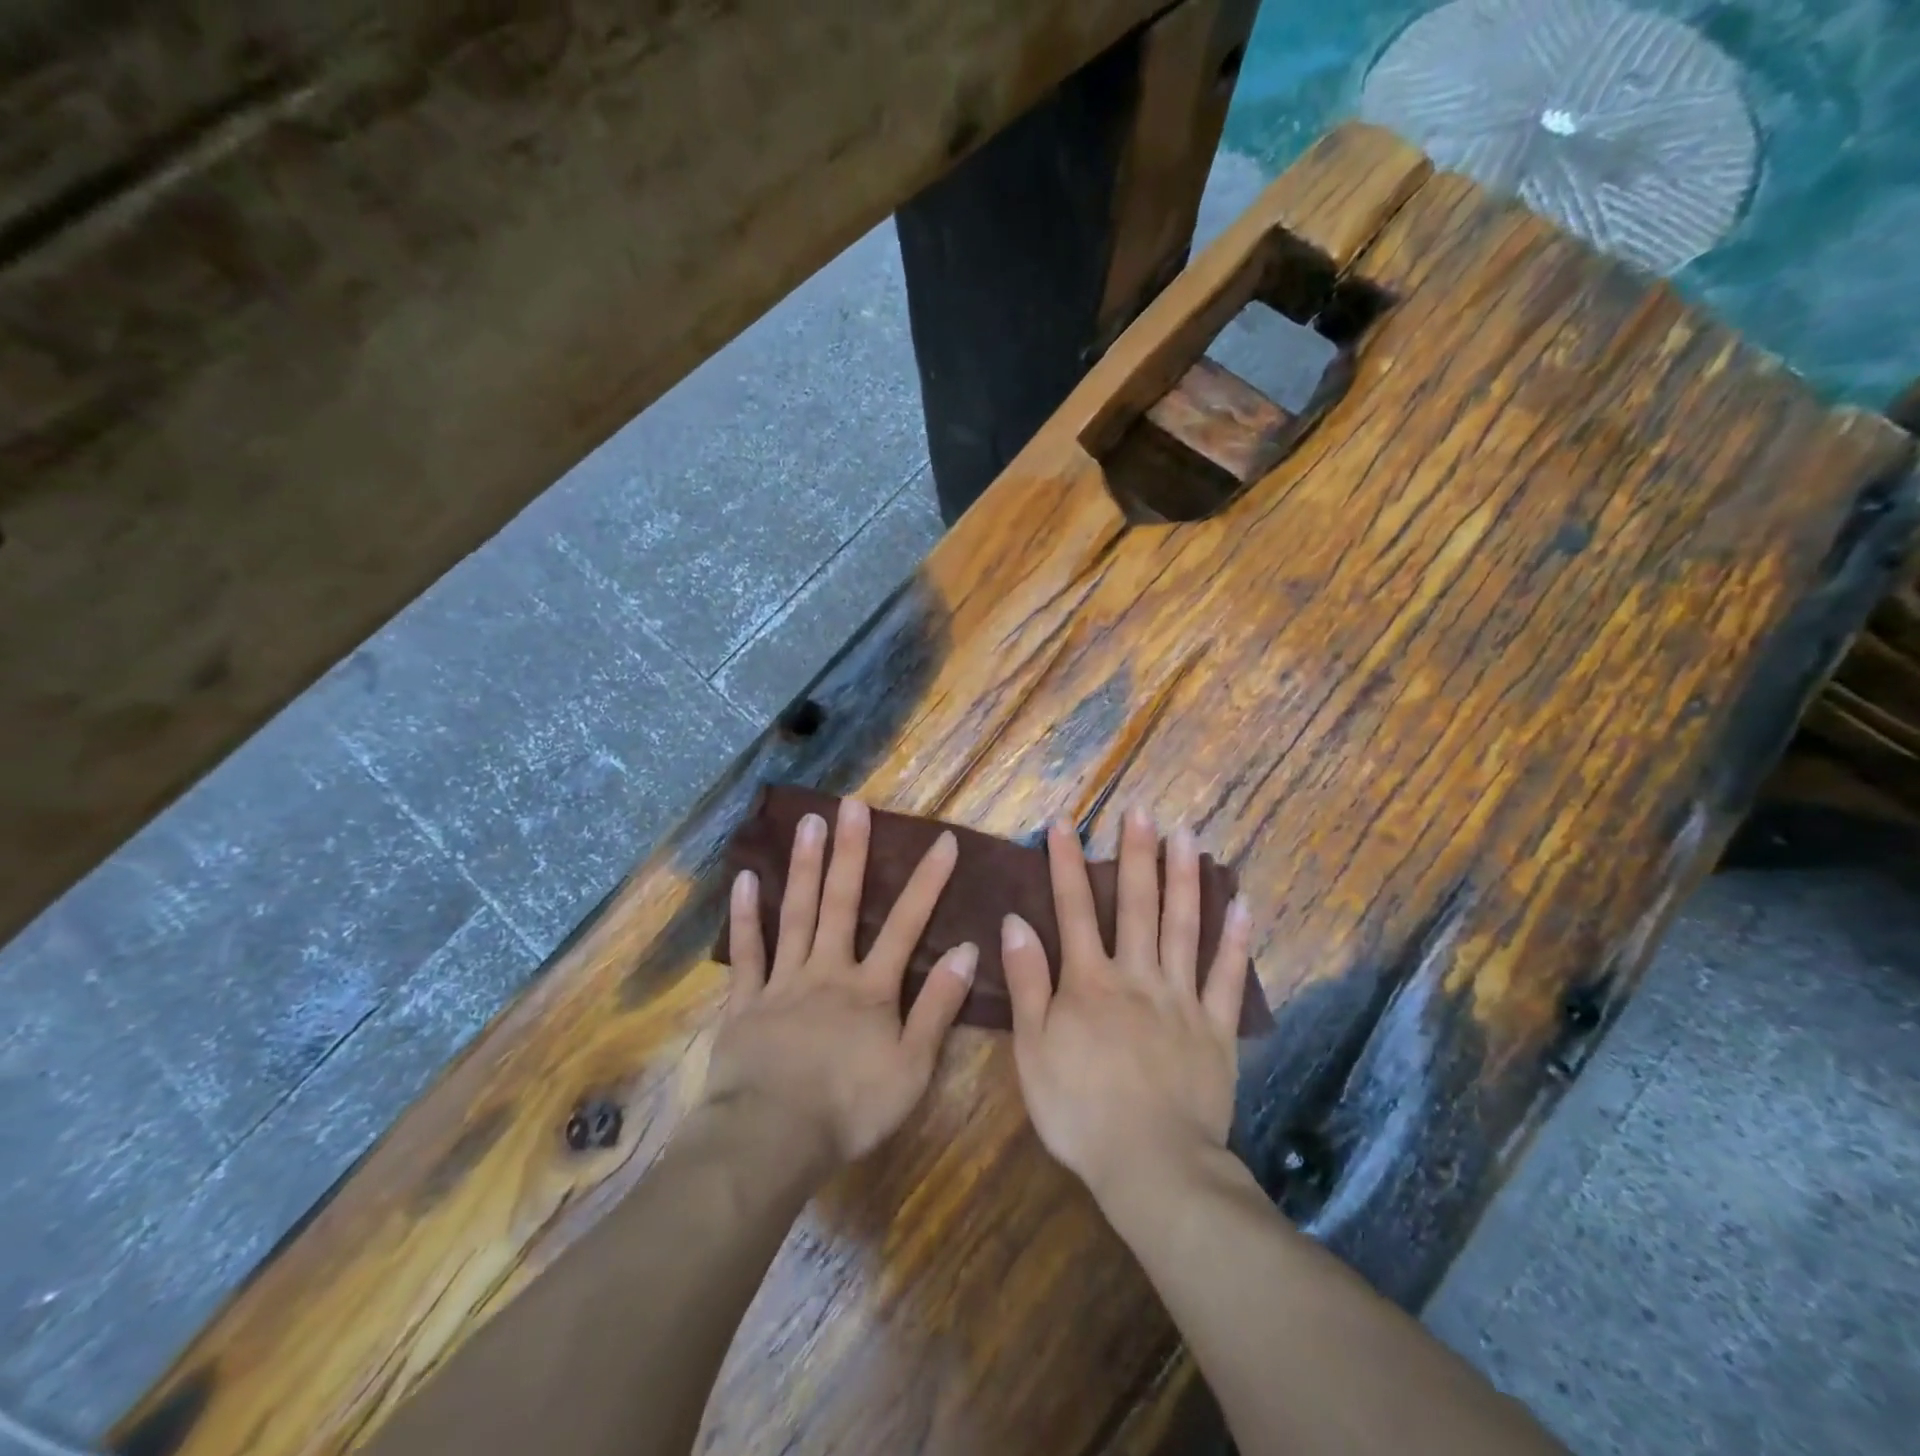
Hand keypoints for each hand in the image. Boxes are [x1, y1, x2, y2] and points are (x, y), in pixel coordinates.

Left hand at [703, 796, 978, 1165]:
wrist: (771, 1139)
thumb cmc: (849, 1107)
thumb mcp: (912, 1067)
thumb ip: (938, 1007)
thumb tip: (965, 950)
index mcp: (870, 989)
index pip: (906, 925)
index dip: (927, 882)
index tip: (942, 840)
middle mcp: (827, 971)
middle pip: (842, 903)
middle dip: (851, 852)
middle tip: (852, 804)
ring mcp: (783, 982)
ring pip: (796, 914)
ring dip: (804, 867)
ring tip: (808, 822)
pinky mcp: (745, 1002)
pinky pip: (747, 952)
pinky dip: (745, 916)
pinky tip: (745, 878)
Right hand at [1002, 808, 1251, 1202]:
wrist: (1151, 1165)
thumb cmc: (1079, 1110)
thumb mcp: (1032, 1050)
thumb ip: (1027, 982)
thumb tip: (1015, 921)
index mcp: (1089, 981)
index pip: (1075, 909)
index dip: (1067, 863)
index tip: (1065, 822)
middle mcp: (1137, 976)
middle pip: (1137, 904)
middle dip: (1136, 853)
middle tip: (1141, 809)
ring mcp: (1181, 998)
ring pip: (1184, 926)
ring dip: (1185, 878)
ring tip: (1187, 834)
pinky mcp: (1216, 1028)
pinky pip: (1227, 976)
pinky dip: (1235, 938)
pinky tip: (1242, 903)